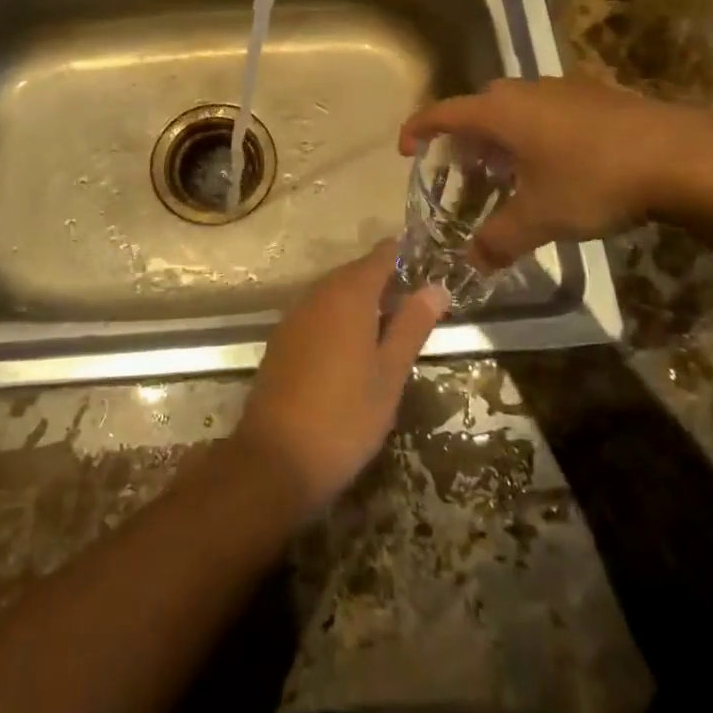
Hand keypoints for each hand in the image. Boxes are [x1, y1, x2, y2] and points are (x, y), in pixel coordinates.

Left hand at [233, 241, 448, 517]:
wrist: (276, 458)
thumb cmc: (345, 416)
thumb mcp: (390, 373)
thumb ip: (412, 326)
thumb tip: (436, 287)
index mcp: (348, 296)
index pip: (380, 257)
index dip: (403, 255)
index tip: (427, 263)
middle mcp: (318, 295)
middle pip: (354, 273)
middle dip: (384, 278)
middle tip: (416, 297)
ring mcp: (295, 317)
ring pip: (334, 293)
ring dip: (361, 299)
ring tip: (391, 322)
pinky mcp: (282, 341)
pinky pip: (317, 313)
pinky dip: (339, 316)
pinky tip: (354, 344)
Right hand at [398, 76, 712, 269]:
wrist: (680, 155)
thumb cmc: (594, 180)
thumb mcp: (540, 218)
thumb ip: (499, 240)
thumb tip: (471, 262)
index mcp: (501, 112)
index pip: (443, 112)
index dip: (418, 128)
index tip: (405, 148)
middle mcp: (526, 91)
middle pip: (479, 106)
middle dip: (464, 136)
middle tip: (464, 169)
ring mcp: (564, 88)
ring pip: (516, 106)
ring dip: (502, 132)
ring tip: (508, 169)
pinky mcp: (597, 95)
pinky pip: (547, 108)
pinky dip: (535, 130)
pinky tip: (556, 162)